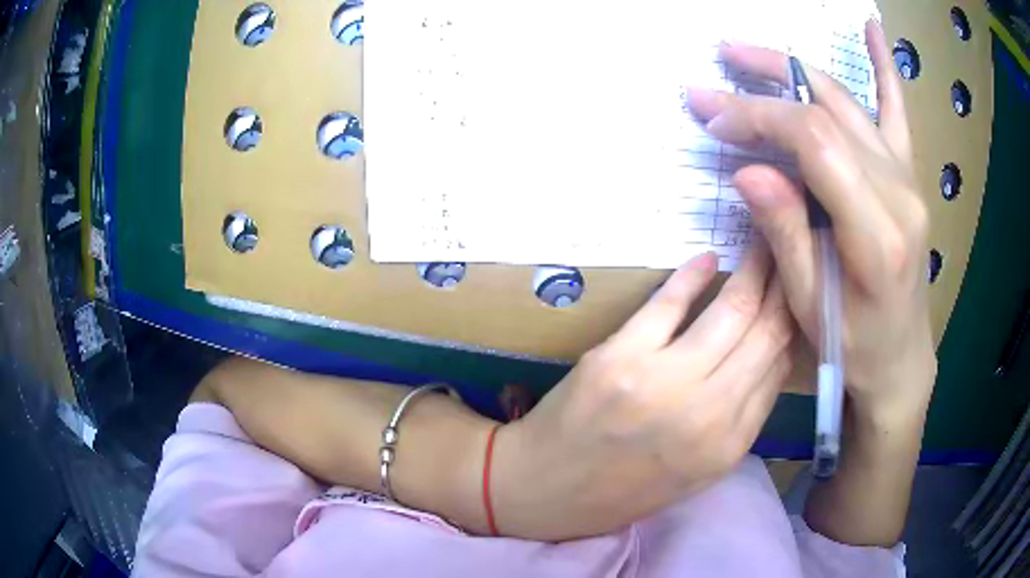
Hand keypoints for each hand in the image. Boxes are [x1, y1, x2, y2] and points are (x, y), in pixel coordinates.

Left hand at [492, 246, 793, 539]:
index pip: (779, 366)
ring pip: (730, 311)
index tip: (798, 292)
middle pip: (764, 332)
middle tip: (790, 252)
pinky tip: (708, 258)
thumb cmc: (624, 489)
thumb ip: (742, 415)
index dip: (794, 323)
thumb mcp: (697, 468)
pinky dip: (692, 276)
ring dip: (752, 270)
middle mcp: (707, 413)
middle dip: (783, 287)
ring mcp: (662, 382)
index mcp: (727, 445)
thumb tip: (774, 353)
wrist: (545, 491)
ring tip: (763, 242)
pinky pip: (668, 303)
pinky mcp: (619, 357)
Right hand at [685, 21, 935, 419]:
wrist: (902, 358)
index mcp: (877, 232)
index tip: (713, 116)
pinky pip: (898, 112)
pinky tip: (873, 28)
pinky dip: (885, 67)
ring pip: (849, 102)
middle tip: (718, 67)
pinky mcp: (908, 175)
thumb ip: (785, 233)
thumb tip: (747, 169)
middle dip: (766, 82)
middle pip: (828, 112)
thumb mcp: (810, 305)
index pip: (815, 143)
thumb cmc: (855, 345)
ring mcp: (908, 178)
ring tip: (749, 52)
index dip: (759, 118)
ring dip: (796, 69)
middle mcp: (899, 193)